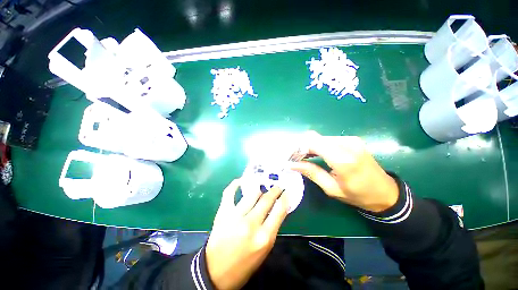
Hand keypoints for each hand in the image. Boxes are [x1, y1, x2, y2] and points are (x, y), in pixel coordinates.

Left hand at [205, 179, 288, 289]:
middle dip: (274, 190)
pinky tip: (240, 181)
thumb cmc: (245, 264)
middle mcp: (251, 224)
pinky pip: (229, 192)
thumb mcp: (264, 249)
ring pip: (252, 193)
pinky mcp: (222, 213)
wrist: (216, 272)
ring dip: (259, 189)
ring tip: (261, 188)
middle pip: (266, 199)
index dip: (285, 197)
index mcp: (264, 237)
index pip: (280, 209)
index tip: (287, 191)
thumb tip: (277, 207)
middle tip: (277, 187)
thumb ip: (272, 227)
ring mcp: (235, 216)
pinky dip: (235, 184)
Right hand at [290, 131, 398, 212]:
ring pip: (320, 138)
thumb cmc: (358, 195)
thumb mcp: (331, 188)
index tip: (289, 155)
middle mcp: (347, 144)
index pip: (313, 142)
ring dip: (308, 146)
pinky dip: (317, 145)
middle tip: (293, 158)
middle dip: (301, 146)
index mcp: (343, 159)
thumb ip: (311, 172)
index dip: (298, 146)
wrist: (386, 192)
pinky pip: (327, 139)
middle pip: (314, 138)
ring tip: (301, 157)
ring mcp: (350, 140)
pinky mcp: (351, 140)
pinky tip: (313, 154)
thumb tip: (291, 164)